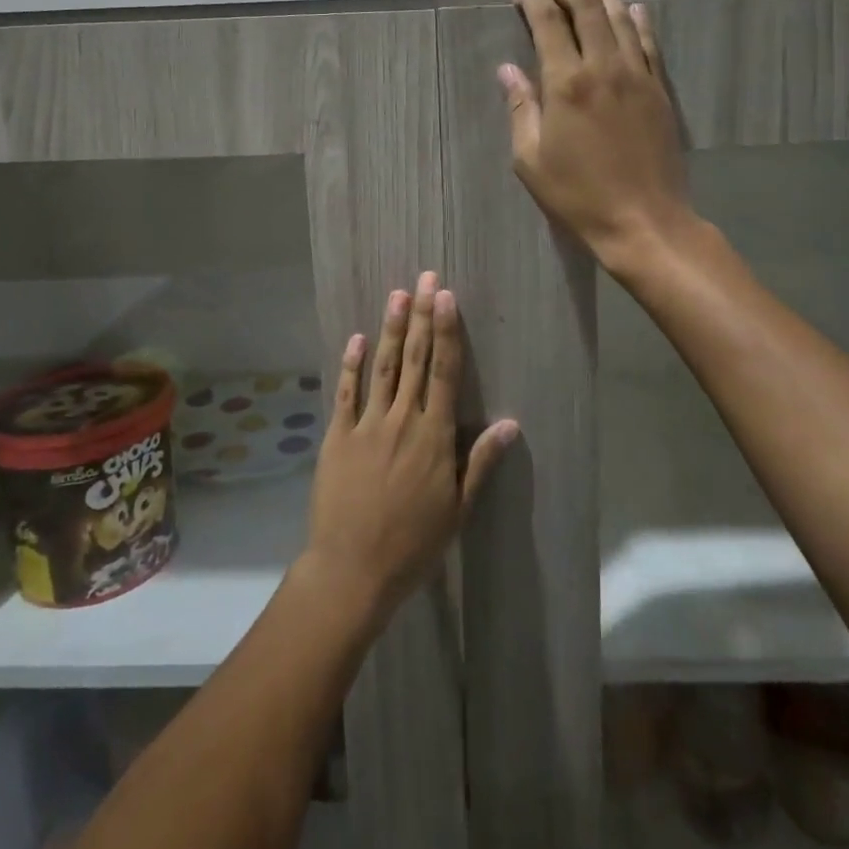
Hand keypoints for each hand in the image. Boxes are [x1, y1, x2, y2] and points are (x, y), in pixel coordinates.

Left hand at [300, 273, 517, 620]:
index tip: (446, 297)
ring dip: (389, 329)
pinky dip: (351, 364)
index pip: (443, 372)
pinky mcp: (337, 437)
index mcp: (433, 436)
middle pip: (413, 359)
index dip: (446, 331)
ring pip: (382, 367)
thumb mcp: (458, 509)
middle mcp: (401, 420)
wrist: (353, 569)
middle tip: (425, 279)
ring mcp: (366, 425)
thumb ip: (480, 462)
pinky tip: (356, 338)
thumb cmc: (413, 544)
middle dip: (420, 316)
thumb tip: (511, 423)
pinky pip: (346, 393)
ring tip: (397, 295)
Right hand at [502, 0, 692, 269]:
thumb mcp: (531, 159)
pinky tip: (632, 12)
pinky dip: (637, 21)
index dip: (533, 2)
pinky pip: (649, 43)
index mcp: (566, 83)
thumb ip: (521, 108)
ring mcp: (638, 76)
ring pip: (621, 19)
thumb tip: (508, 69)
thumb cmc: (578, 195)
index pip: (548, 23)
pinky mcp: (660, 90)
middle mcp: (604, 67)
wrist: (644, 221)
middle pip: (587, 8)